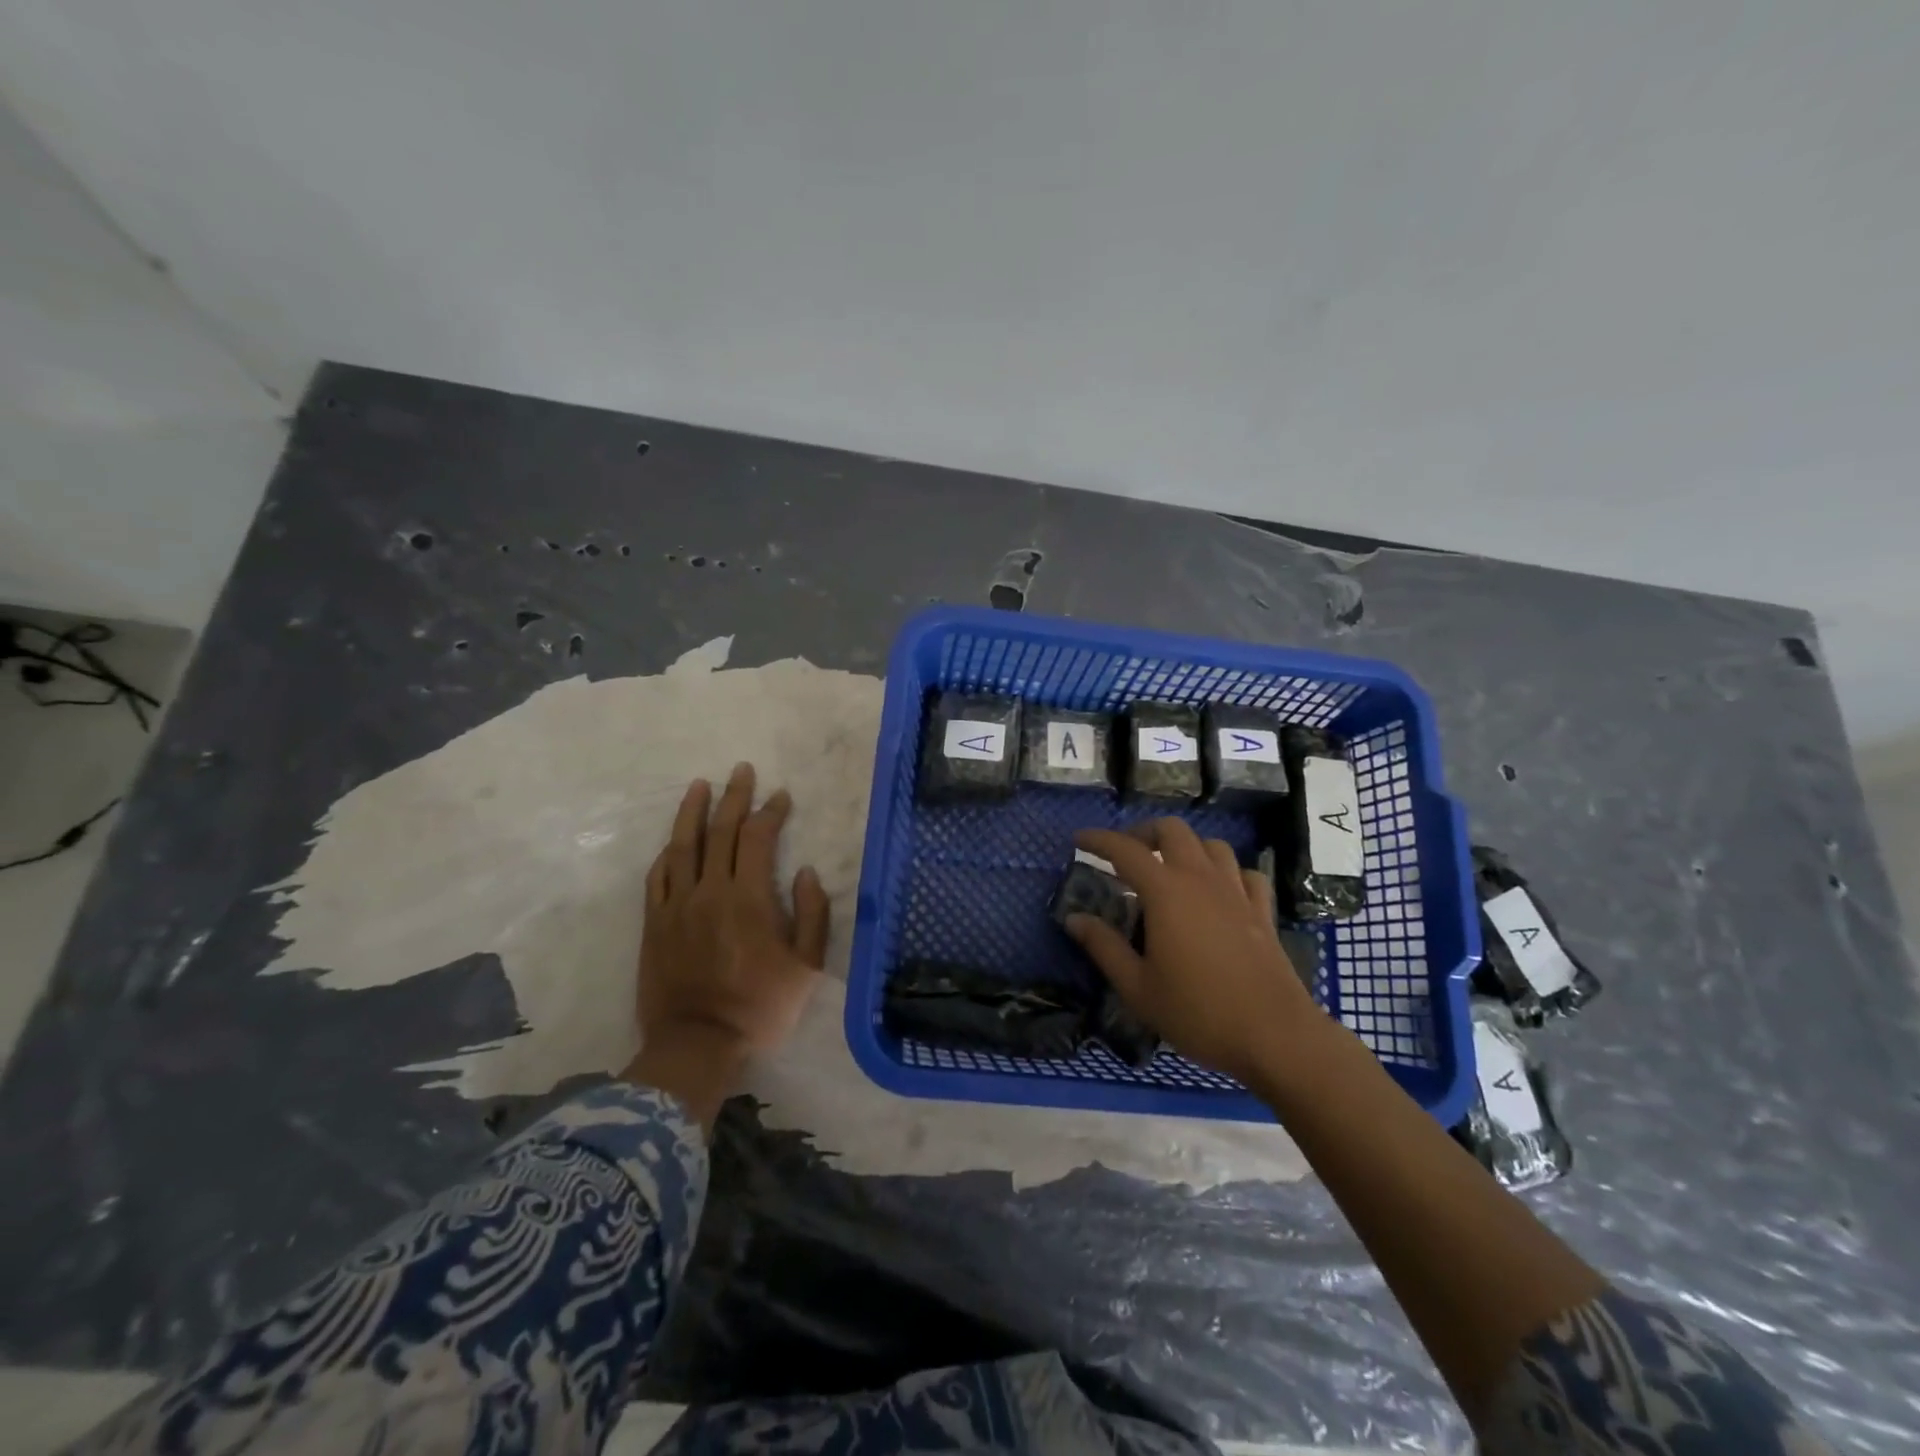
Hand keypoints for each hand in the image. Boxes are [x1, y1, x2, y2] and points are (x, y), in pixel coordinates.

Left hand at [623, 763, 829, 1125]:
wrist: (697, 1044)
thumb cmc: (760, 1007)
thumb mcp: (806, 967)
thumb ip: (812, 914)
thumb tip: (803, 872)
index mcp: (749, 898)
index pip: (757, 838)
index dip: (770, 812)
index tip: (781, 796)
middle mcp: (709, 891)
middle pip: (719, 831)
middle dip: (734, 797)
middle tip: (742, 771)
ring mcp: (676, 906)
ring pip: (683, 846)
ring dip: (693, 812)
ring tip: (700, 785)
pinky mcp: (654, 924)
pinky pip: (657, 877)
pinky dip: (667, 853)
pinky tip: (674, 841)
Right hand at [1066, 819, 1321, 1085]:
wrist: (1275, 1036)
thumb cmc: (1198, 1012)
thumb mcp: (1137, 987)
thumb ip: (1103, 947)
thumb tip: (1074, 918)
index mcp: (1166, 892)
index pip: (1125, 850)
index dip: (1098, 840)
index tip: (1078, 841)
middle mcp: (1201, 879)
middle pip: (1172, 831)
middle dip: (1144, 833)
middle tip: (1125, 855)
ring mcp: (1236, 892)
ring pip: (1211, 845)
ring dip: (1185, 847)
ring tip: (1169, 869)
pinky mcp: (1263, 911)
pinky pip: (1244, 873)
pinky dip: (1225, 871)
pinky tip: (1218, 890)